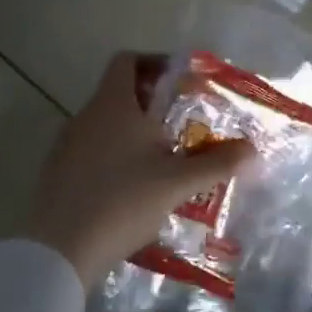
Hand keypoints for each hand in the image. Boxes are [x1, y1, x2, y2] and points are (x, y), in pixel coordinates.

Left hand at [25, 52, 254, 286]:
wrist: (57, 251)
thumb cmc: (122, 201)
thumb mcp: (178, 182)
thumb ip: (218, 163)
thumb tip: (253, 150)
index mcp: (113, 105)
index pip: (127, 61)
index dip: (155, 63)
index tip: (182, 83)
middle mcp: (86, 116)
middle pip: (119, 93)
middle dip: (153, 104)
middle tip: (184, 125)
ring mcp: (67, 146)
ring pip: (106, 125)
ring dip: (135, 133)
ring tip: (165, 160)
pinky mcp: (58, 173)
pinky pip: (92, 150)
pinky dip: (116, 156)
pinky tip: (135, 187)